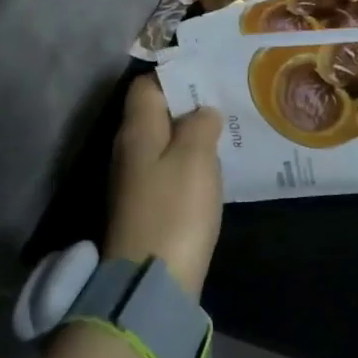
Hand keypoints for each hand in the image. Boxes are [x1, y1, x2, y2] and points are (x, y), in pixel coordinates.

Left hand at [105, 76, 224, 297]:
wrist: (151, 281)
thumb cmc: (175, 209)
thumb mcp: (195, 158)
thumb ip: (200, 125)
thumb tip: (202, 112)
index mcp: (137, 130)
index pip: (147, 86)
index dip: (176, 76)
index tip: (210, 76)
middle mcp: (129, 149)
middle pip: (156, 113)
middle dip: (189, 104)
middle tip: (227, 101)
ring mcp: (135, 180)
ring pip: (164, 142)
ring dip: (192, 135)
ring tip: (228, 130)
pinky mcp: (146, 206)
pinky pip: (169, 169)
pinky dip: (190, 163)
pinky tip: (215, 169)